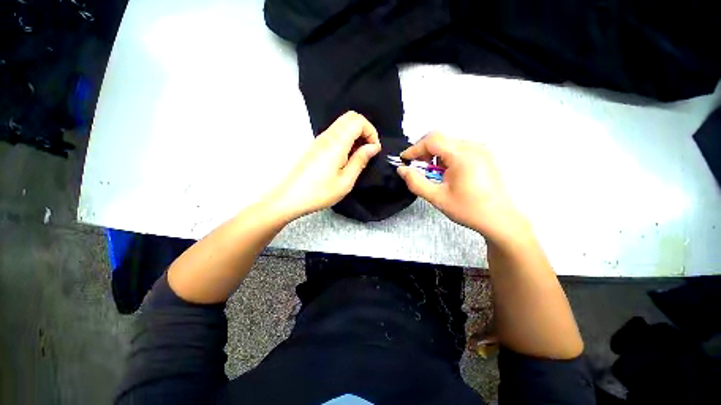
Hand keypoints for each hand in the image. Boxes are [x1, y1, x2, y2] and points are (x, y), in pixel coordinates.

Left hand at [268, 111, 380, 220]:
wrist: (290, 197)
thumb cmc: (319, 192)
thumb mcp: (346, 181)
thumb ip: (360, 160)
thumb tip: (373, 147)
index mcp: (336, 142)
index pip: (358, 120)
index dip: (371, 132)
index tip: (374, 149)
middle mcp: (327, 136)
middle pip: (350, 117)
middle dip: (364, 131)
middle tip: (368, 150)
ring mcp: (319, 139)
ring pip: (342, 125)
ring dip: (355, 136)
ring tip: (357, 157)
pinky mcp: (315, 146)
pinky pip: (334, 134)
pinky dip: (345, 140)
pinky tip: (345, 158)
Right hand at [397, 132, 529, 244]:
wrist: (500, 219)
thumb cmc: (468, 209)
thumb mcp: (437, 197)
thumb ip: (416, 182)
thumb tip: (401, 169)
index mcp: (462, 155)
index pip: (432, 140)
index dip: (414, 149)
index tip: (404, 160)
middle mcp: (473, 146)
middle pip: (440, 138)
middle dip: (424, 151)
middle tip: (417, 167)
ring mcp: (481, 149)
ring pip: (449, 143)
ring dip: (435, 154)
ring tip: (432, 172)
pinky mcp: (484, 154)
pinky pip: (459, 148)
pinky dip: (446, 156)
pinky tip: (446, 172)